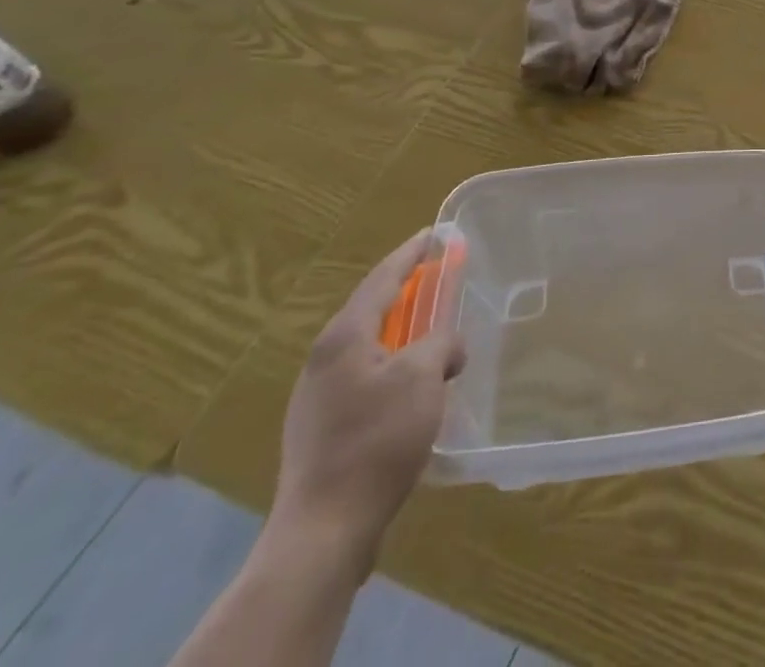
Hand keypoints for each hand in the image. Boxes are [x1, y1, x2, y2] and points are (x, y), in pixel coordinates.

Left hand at [272, 230, 466, 570]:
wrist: (324, 530)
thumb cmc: (376, 440)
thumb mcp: (422, 378)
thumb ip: (440, 344)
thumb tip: (448, 345)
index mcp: (344, 338)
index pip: (383, 279)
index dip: (412, 254)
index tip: (435, 233)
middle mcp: (324, 360)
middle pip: (374, 310)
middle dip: (410, 294)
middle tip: (441, 280)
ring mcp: (317, 398)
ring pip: (371, 347)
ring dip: (405, 335)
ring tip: (436, 334)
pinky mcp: (321, 430)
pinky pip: (366, 378)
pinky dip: (395, 368)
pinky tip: (415, 389)